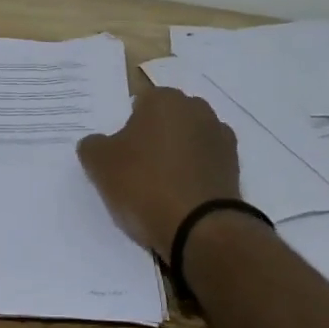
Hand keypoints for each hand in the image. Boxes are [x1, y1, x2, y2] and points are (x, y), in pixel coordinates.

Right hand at [77, 86, 241, 259]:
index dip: (127, 130)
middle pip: (166, 120)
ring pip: (188, 141)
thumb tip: (97, 143)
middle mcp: (196, 108)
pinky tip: (183, 197)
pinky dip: (196, 174)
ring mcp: (220, 136)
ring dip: (177, 156)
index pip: (139, 105)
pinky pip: (206, 164)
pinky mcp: (235, 166)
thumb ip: (93, 145)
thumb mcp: (100, 164)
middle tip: (137, 170)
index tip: (120, 155)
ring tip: (161, 188)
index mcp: (164, 99)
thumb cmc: (144, 185)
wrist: (200, 228)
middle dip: (154, 138)